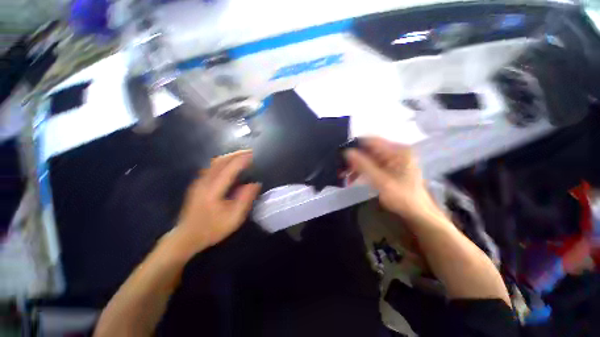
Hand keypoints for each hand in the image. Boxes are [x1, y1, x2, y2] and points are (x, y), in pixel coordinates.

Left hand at [169, 150, 260, 258]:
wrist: (186, 237)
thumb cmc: (212, 229)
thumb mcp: (234, 218)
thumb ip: (245, 199)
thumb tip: (255, 183)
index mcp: (213, 190)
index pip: (229, 168)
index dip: (242, 159)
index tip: (253, 154)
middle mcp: (204, 182)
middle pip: (220, 161)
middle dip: (236, 154)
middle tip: (250, 152)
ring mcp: (199, 182)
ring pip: (214, 162)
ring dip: (229, 156)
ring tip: (242, 155)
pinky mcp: (197, 184)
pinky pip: (211, 167)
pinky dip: (223, 161)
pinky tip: (230, 164)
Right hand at [344, 137, 435, 219]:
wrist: (417, 212)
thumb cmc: (402, 197)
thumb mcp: (381, 181)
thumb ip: (364, 166)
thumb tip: (347, 152)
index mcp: (398, 151)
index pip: (371, 141)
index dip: (355, 146)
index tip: (341, 155)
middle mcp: (395, 151)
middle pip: (368, 150)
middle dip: (354, 159)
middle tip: (341, 169)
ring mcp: (392, 159)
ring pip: (368, 158)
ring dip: (356, 166)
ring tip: (345, 176)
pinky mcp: (389, 167)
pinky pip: (371, 165)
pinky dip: (362, 171)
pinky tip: (353, 178)